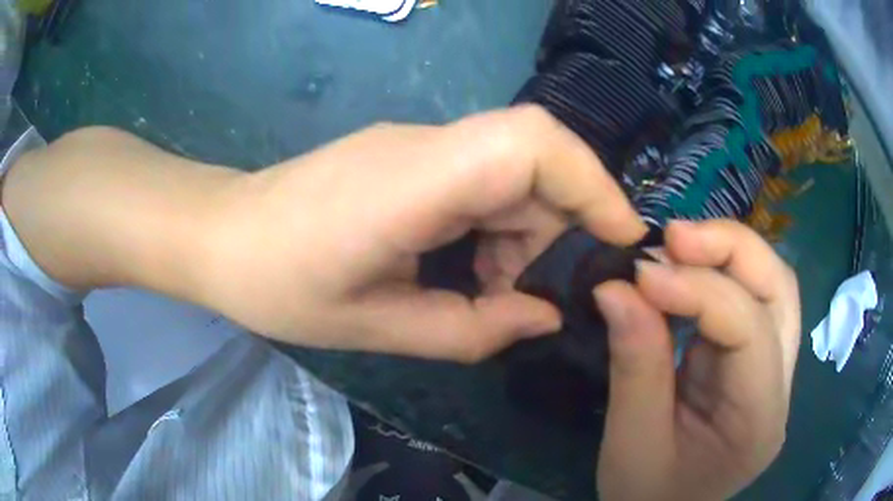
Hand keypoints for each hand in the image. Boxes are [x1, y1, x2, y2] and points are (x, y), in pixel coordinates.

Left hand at [195, 106, 646, 360]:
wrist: (220, 236)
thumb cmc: (277, 285)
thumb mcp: (375, 326)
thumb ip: (471, 329)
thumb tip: (546, 317)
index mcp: (413, 180)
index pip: (532, 143)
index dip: (593, 183)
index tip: (621, 238)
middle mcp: (425, 145)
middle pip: (533, 159)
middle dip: (559, 228)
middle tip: (536, 294)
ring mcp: (415, 145)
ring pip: (512, 172)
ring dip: (525, 233)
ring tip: (492, 292)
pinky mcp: (407, 158)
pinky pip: (480, 179)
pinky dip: (497, 225)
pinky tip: (466, 268)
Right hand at [594, 220, 799, 500]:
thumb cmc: (645, 496)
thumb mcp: (630, 443)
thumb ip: (634, 365)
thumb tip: (615, 287)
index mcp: (759, 422)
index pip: (749, 331)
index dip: (699, 290)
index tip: (640, 273)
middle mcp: (782, 388)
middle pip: (780, 291)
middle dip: (729, 250)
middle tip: (672, 236)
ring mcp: (775, 371)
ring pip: (773, 286)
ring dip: (728, 255)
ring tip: (677, 246)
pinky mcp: (758, 363)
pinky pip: (751, 301)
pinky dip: (720, 276)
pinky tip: (687, 274)